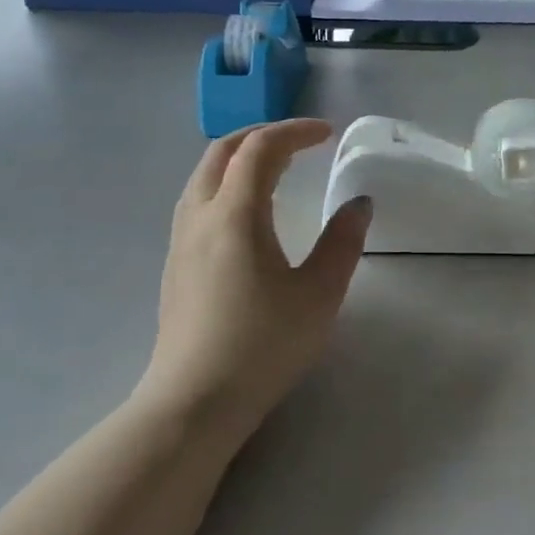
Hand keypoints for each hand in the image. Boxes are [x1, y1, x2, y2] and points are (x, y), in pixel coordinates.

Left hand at [147, 120, 372, 437]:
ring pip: (204, 174)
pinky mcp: (174, 263)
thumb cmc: (262, 346)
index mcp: (234, 214)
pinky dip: (226, 183)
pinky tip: (247, 212)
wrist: (193, 403)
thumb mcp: (318, 294)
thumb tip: (359, 204)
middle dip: (262, 135)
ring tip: (276, 169)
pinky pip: (198, 199)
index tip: (327, 133)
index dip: (294, 131)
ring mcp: (180, 240)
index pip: (260, 149)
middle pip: (223, 151)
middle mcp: (200, 215)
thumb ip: (342, 242)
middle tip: (299, 142)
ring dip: (239, 158)